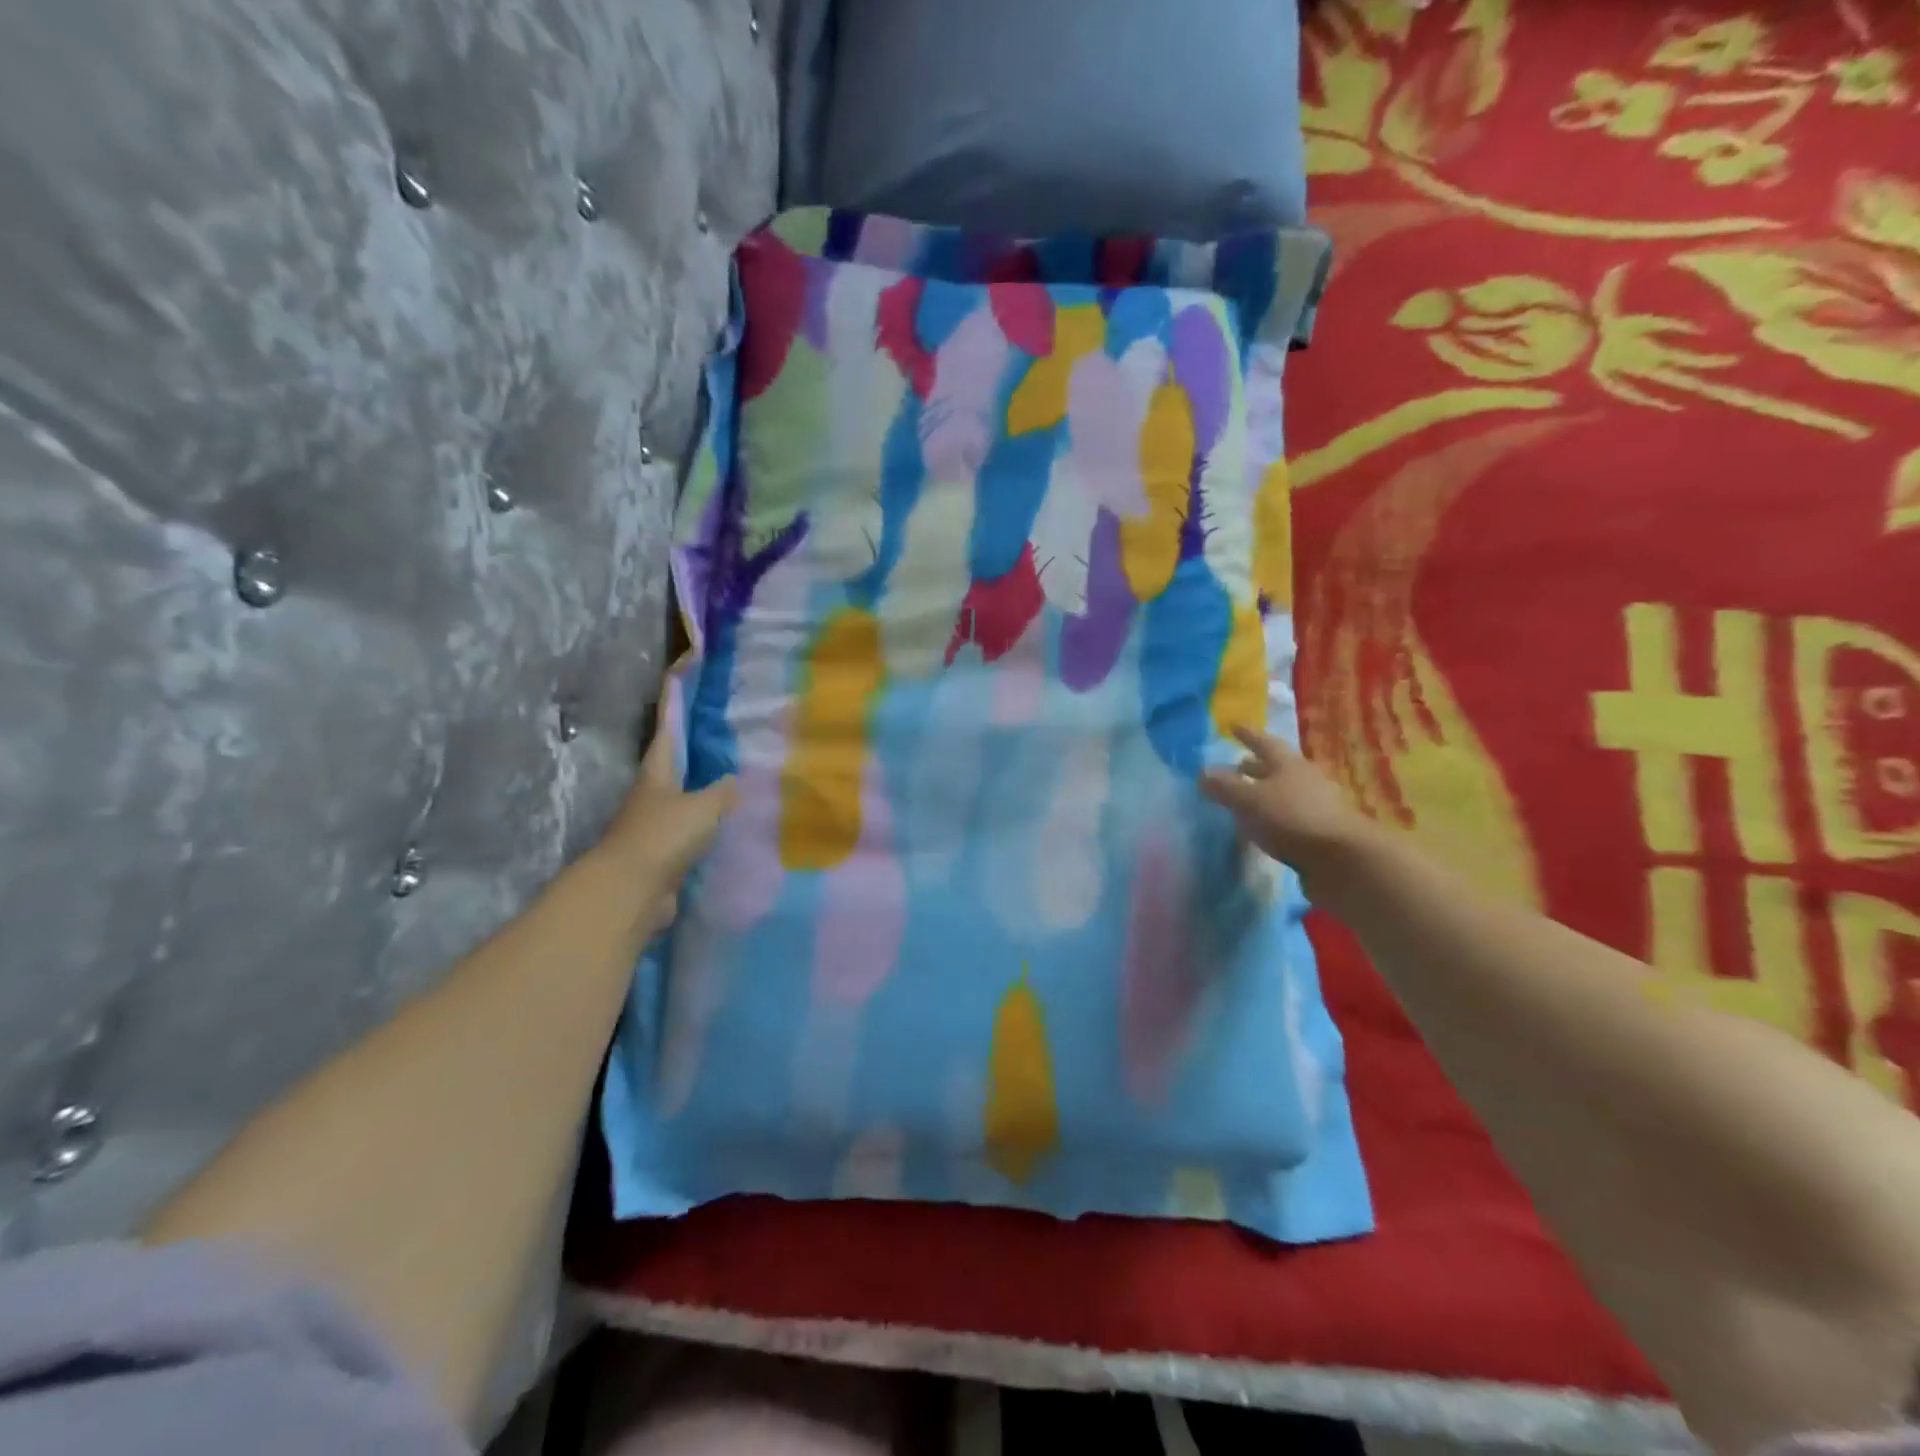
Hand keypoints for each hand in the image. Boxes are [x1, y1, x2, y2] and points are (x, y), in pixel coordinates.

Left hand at [601, 709, 737, 929]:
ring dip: (704, 792)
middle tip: (722, 733)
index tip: (677, 677)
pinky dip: (708, 827)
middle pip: (674, 766)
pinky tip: (729, 826)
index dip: (673, 706)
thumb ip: (722, 791)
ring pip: (685, 801)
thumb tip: (734, 780)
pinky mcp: (665, 856)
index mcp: (657, 774)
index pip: (667, 732)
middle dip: (693, 750)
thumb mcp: (702, 806)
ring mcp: (656, 827)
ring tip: (736, 781)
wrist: (632, 891)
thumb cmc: (663, 835)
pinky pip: (692, 834)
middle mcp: (653, 796)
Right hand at [1200, 727, 1373, 877]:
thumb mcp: (1249, 801)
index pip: (1264, 743)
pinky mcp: (1321, 831)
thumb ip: (1224, 787)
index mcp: (1288, 764)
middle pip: (1277, 768)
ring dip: (1265, 793)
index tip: (1234, 727)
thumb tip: (1202, 772)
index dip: (1247, 735)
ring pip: (1284, 793)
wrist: (1343, 861)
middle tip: (1237, 766)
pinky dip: (1274, 816)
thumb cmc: (1292, 819)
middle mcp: (1305, 779)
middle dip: (1256, 766)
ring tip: (1245, 800)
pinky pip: (1290, 816)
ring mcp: (1317, 806)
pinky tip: (1262, 827)